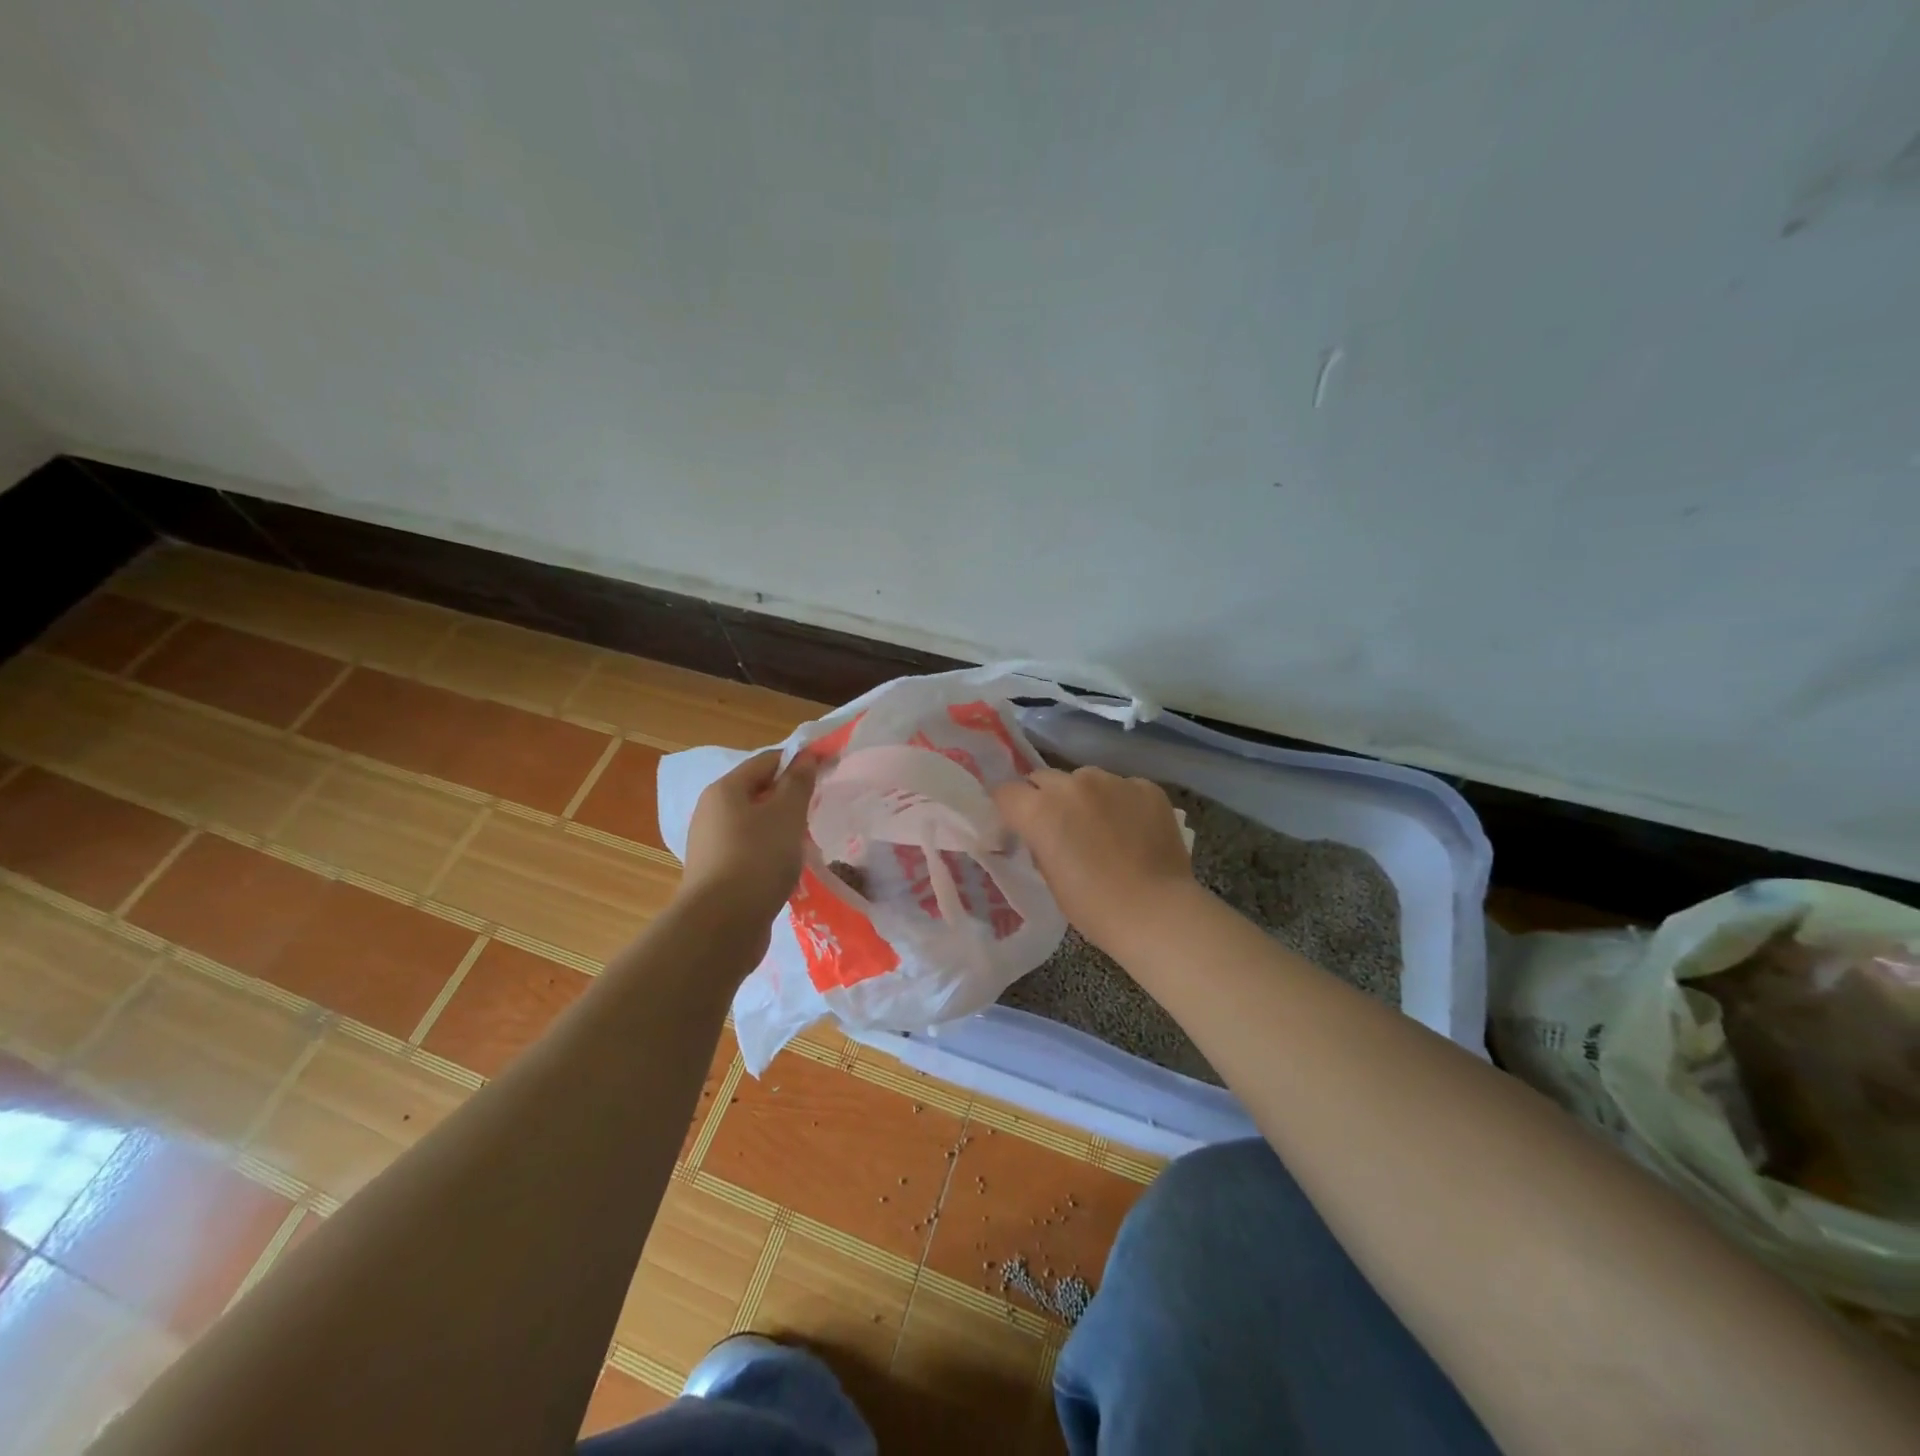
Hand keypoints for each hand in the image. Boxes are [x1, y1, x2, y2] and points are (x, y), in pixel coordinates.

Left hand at [680, 750, 817, 932]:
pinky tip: (790, 867)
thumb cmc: (757, 858)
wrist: (721, 926)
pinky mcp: (718, 875)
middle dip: (791, 796)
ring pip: (755, 825)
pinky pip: (751, 852)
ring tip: (810, 839)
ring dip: (783, 827)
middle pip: (758, 792)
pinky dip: (772, 852)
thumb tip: (806, 757)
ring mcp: (712, 846)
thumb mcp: (786, 814)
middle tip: (821, 806)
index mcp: (725, 790)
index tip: (829, 769)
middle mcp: (712, 813)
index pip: (767, 761)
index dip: (799, 761)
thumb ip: (798, 783)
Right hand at [992, 766, 1194, 954]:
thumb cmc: (1093, 906)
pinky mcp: (1146, 787)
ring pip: (1085, 779)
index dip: (1010, 808)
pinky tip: (1132, 829)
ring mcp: (1113, 781)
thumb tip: (1042, 831)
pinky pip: (1122, 787)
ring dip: (1084, 797)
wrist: (1156, 912)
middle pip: (1044, 778)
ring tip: (1101, 827)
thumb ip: (1039, 841)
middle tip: (1059, 827)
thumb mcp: (1049, 876)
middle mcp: (1073, 784)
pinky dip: (1120, 802)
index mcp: (1041, 809)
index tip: (1018, 825)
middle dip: (1045, 798)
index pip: (1006, 792)